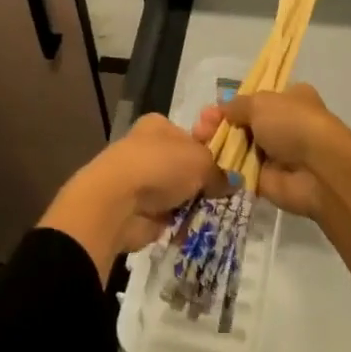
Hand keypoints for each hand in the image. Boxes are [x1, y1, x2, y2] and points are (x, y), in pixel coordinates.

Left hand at [38, 114, 223, 280]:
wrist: (117, 202)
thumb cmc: (160, 166)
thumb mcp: (201, 161)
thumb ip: (219, 171)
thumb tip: (234, 182)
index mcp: (159, 125)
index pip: (191, 134)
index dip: (210, 148)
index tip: (230, 165)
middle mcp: (148, 148)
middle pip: (185, 164)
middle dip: (203, 179)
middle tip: (227, 192)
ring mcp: (141, 180)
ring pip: (177, 190)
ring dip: (193, 202)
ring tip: (218, 211)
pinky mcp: (138, 209)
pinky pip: (168, 215)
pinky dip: (181, 221)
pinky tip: (198, 226)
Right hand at [190, 83, 345, 219]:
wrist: (318, 170)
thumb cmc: (293, 124)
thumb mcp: (261, 102)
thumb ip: (237, 105)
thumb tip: (222, 109)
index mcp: (290, 99)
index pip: (256, 99)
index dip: (232, 104)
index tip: (211, 110)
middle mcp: (283, 125)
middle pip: (243, 123)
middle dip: (219, 124)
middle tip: (199, 128)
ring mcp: (275, 154)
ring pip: (238, 147)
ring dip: (217, 145)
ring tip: (198, 142)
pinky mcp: (266, 180)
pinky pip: (238, 172)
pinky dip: (223, 168)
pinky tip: (204, 162)